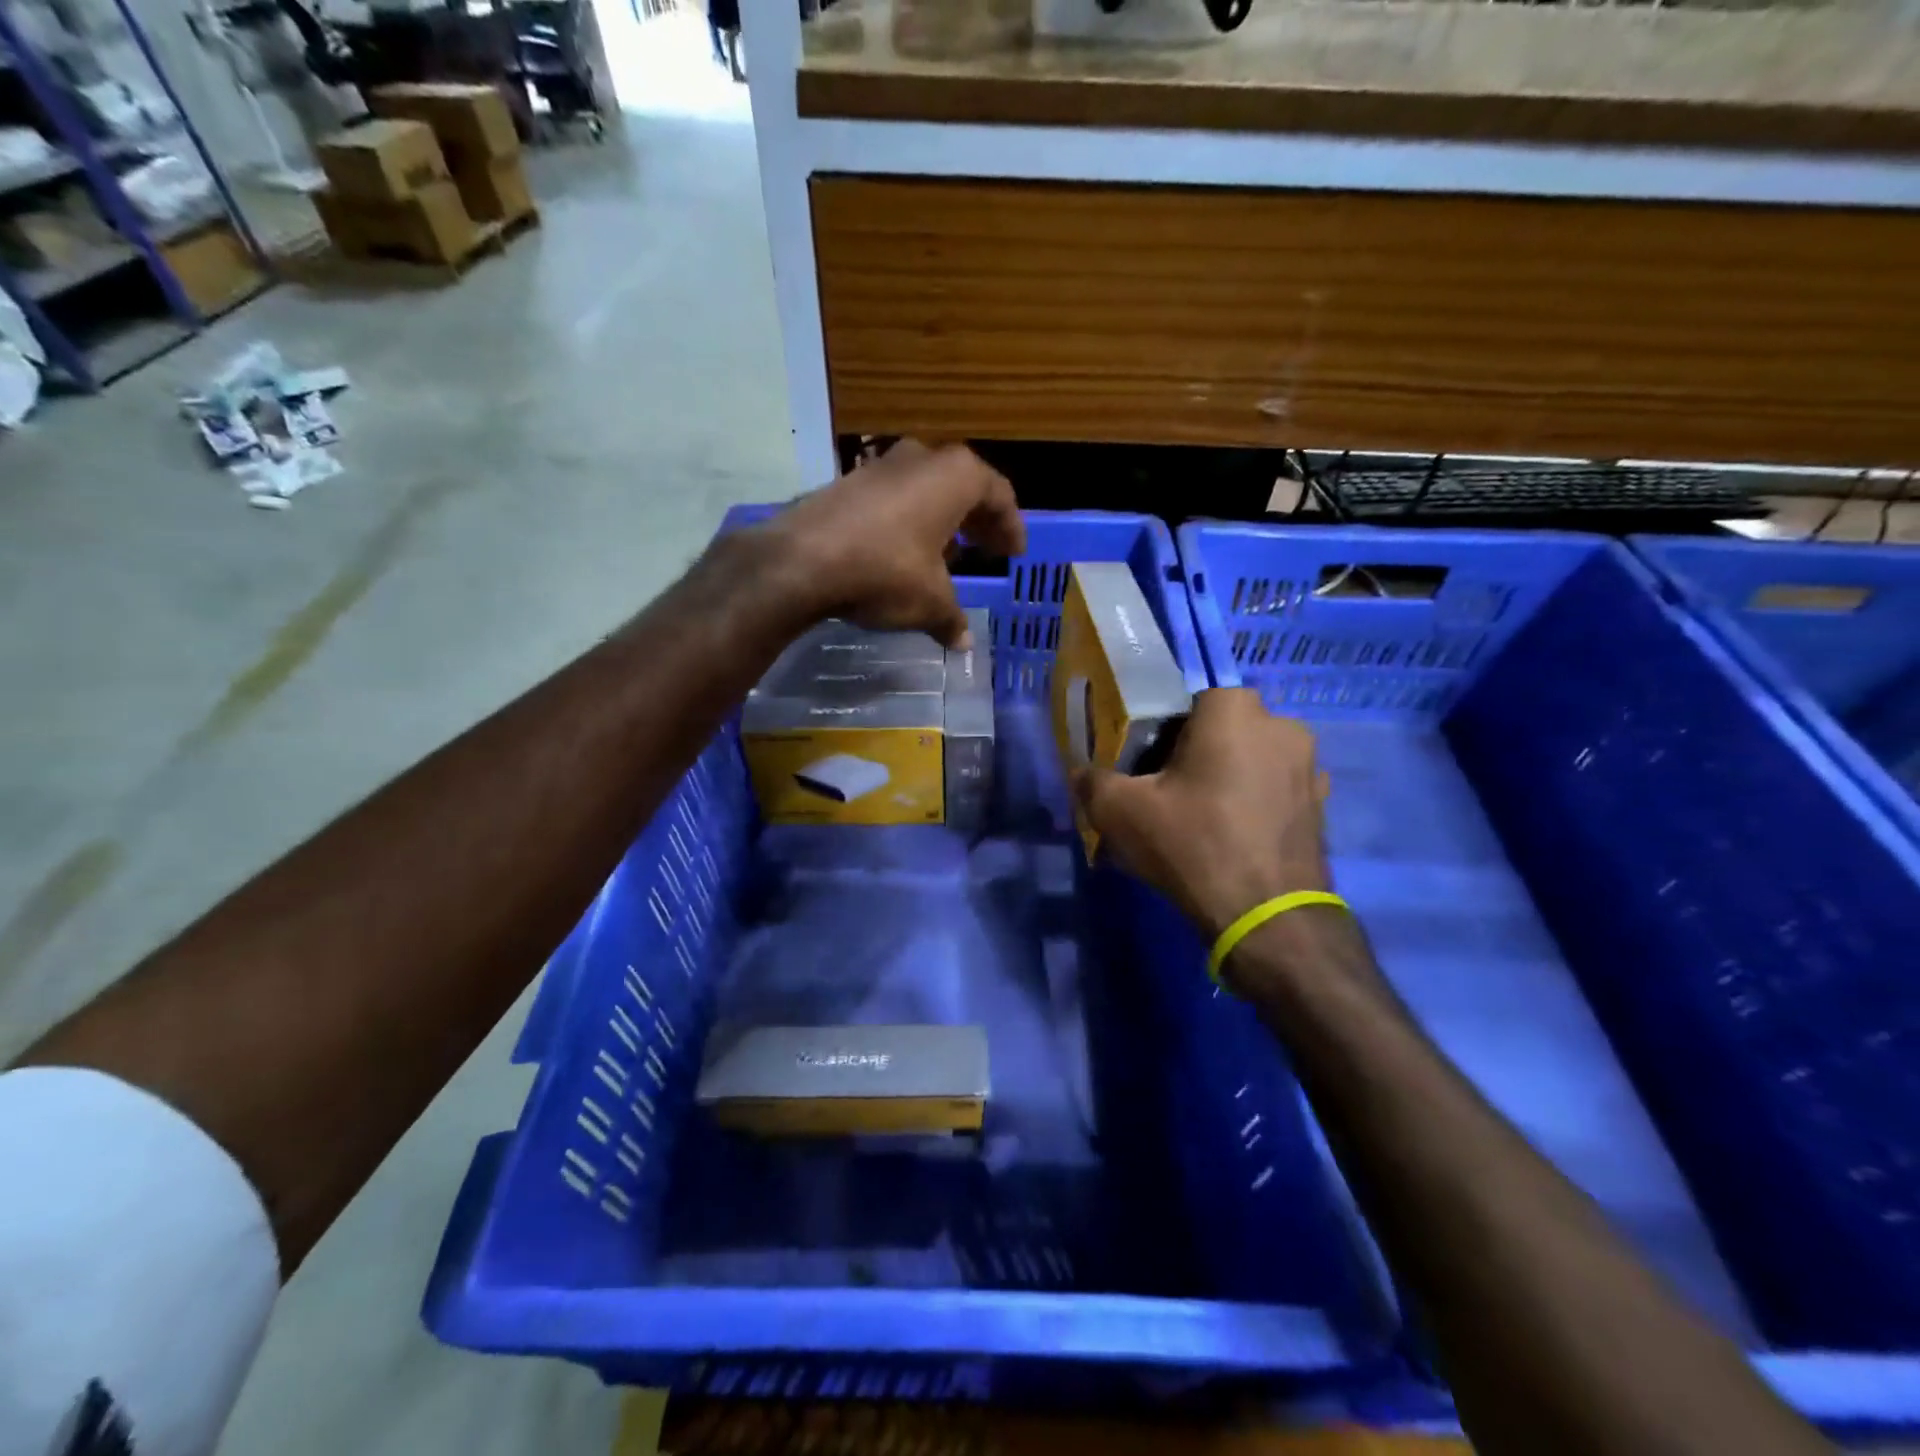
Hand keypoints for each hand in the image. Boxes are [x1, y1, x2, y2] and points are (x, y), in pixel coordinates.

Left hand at [754, 442, 1023, 647]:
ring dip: (941, 521)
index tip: (1014, 552)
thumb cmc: (886, 571)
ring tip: (948, 556)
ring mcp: (880, 466)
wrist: (802, 561)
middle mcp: (921, 459)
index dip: (1010, 526)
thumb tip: (963, 643)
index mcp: (956, 476)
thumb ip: (952, 618)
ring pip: (925, 490)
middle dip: (977, 521)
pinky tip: (903, 554)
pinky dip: (908, 521)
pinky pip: (893, 499)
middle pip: (963, 487)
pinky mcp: (847, 482)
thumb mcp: (930, 602)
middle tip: (988, 549)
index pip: (998, 494)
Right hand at [1074, 688, 1330, 939]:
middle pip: (1218, 729)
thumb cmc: (1192, 845)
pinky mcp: (1321, 805)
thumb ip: (1092, 781)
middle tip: (1164, 794)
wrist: (1268, 918)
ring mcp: (1308, 766)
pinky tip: (1230, 838)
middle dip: (1191, 754)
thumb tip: (1081, 775)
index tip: (1142, 767)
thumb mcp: (1119, 811)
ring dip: (1223, 778)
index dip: (1157, 731)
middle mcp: (1281, 724)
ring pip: (1247, 759)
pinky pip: (1271, 789)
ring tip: (1197, 820)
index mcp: (1233, 709)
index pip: (1183, 701)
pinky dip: (1250, 803)